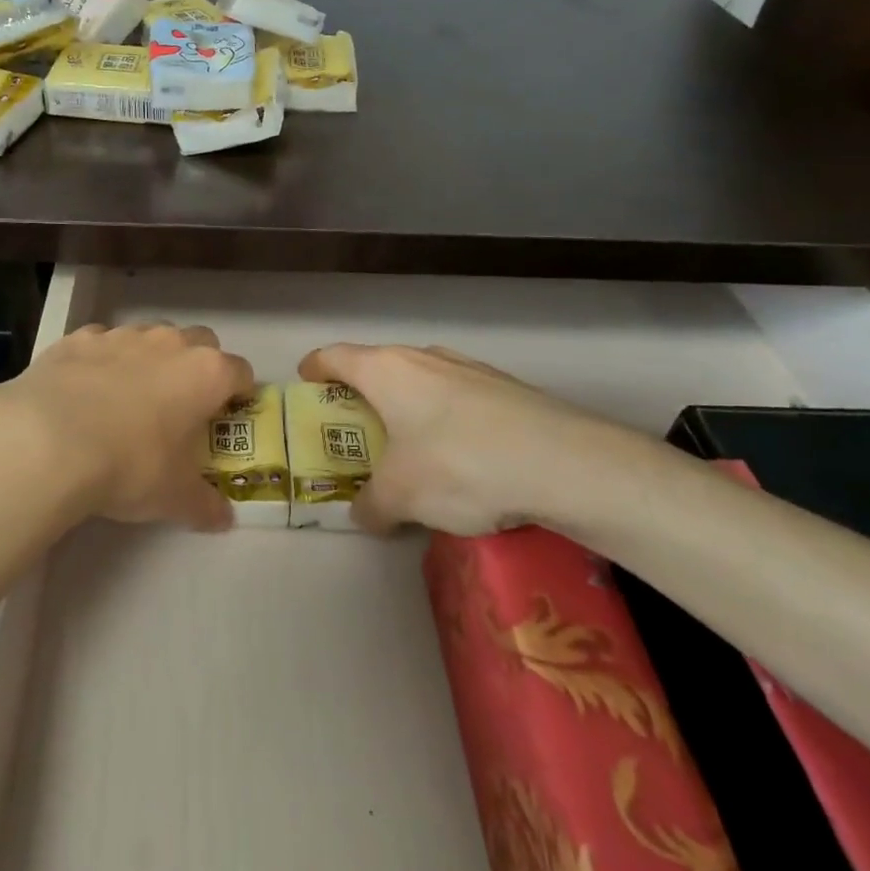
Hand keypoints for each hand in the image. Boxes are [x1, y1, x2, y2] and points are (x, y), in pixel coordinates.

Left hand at [0, 322, 253, 530]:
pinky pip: (102, 344)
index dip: (239, 394)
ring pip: (150, 338)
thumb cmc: (130, 465)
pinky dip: (102, 362)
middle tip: (182, 406)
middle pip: (201, 343)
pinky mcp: (80, 338)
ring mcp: (123, 335)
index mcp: (206, 374)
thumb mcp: (174, 497)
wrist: (48, 440)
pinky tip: (86, 392)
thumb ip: (205, 505)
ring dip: (150, 361)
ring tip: (129, 399)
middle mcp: (170, 344)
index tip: (228, 417)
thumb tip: (223, 519)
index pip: (241, 372)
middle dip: (198, 367)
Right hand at [297, 343, 678, 536]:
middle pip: (378, 367)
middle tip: (355, 429)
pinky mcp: (507, 389)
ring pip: (422, 382)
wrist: (563, 462)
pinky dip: (446, 420)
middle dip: (362, 394)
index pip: (334, 356)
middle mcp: (424, 358)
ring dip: (408, 407)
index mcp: (386, 369)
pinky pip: (459, 399)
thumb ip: (371, 505)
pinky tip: (462, 460)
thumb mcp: (400, 496)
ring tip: (409, 447)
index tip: (306, 383)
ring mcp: (470, 369)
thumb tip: (363, 514)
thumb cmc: (458, 464)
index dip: (314, 368)